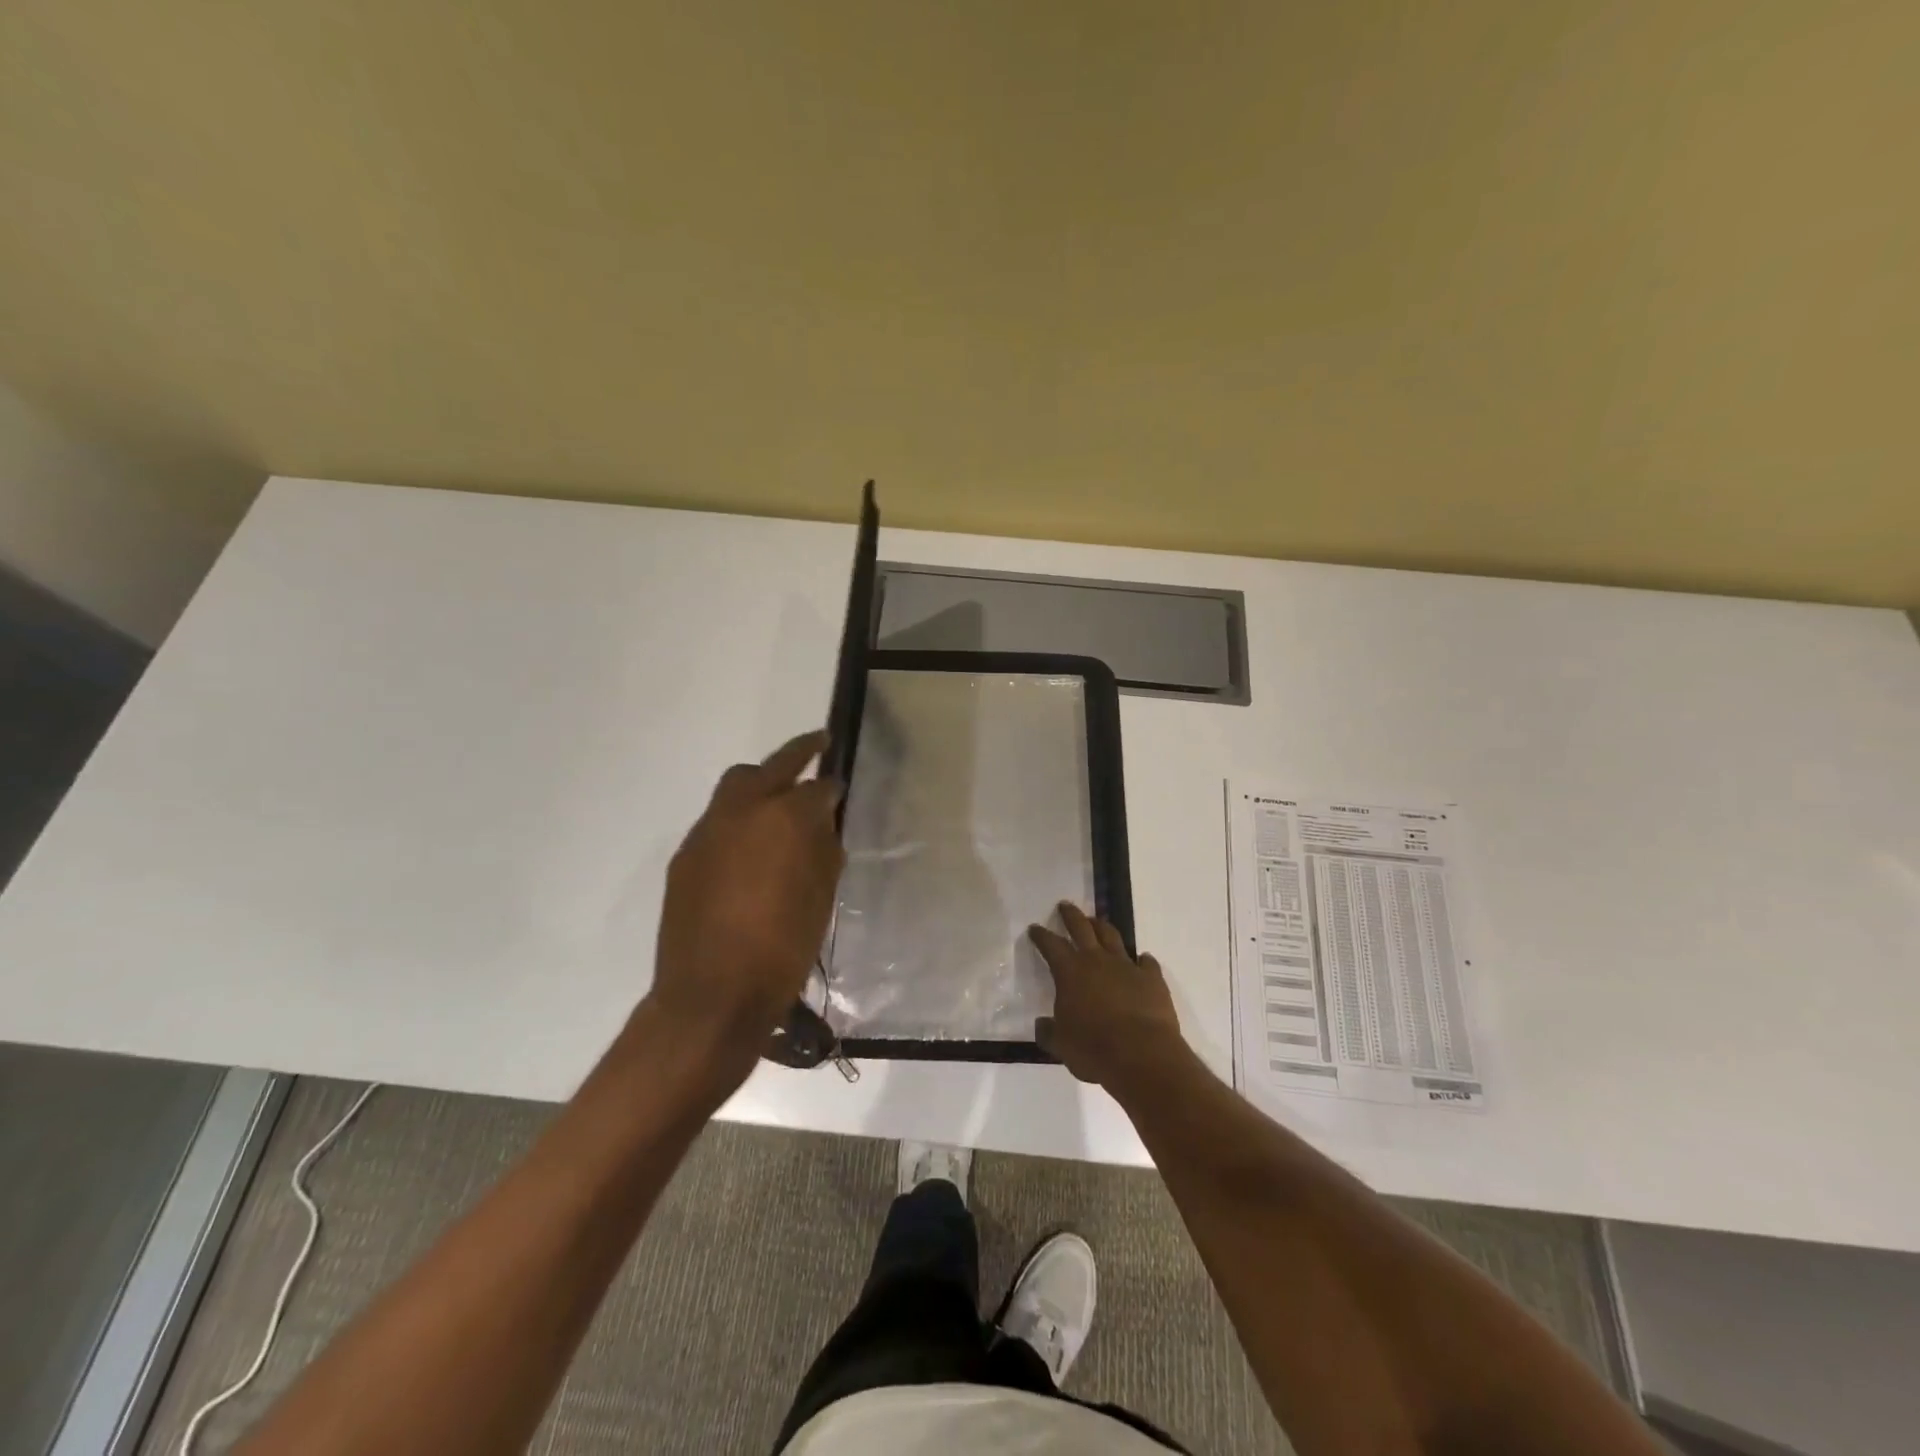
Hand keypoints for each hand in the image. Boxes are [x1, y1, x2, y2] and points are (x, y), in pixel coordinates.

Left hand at [643, 731, 844, 1085]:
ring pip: (736, 785)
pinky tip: (748, 849)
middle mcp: (744, 810)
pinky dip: (737, 820)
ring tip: (778, 802)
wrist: (713, 993)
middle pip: (772, 765)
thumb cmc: (783, 948)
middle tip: (817, 747)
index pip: (818, 788)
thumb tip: (823, 825)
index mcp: (786, 818)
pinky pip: (716, 820)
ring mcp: (708, 829)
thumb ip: (824, 851)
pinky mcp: (686, 854)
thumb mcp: (821, 897)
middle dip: (798, 753)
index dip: (833, 789)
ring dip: (761, 784)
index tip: (840, 792)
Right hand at [1028, 903, 1187, 1092]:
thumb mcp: (1061, 1045)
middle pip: (1082, 927)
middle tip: (1065, 905)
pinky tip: (1141, 961)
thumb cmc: (1093, 1049)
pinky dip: (1142, 960)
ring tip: (1097, 922)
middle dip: (1071, 915)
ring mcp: (1127, 966)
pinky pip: (1146, 963)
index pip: (1051, 945)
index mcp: (1070, 972)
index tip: (1035, 928)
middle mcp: (1097, 960)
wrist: (1142, 1055)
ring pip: (1112, 937)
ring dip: (1102, 927)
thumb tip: (1042, 1025)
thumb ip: (1049, 1032)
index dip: (1041, 936)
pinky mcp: (1152, 979)